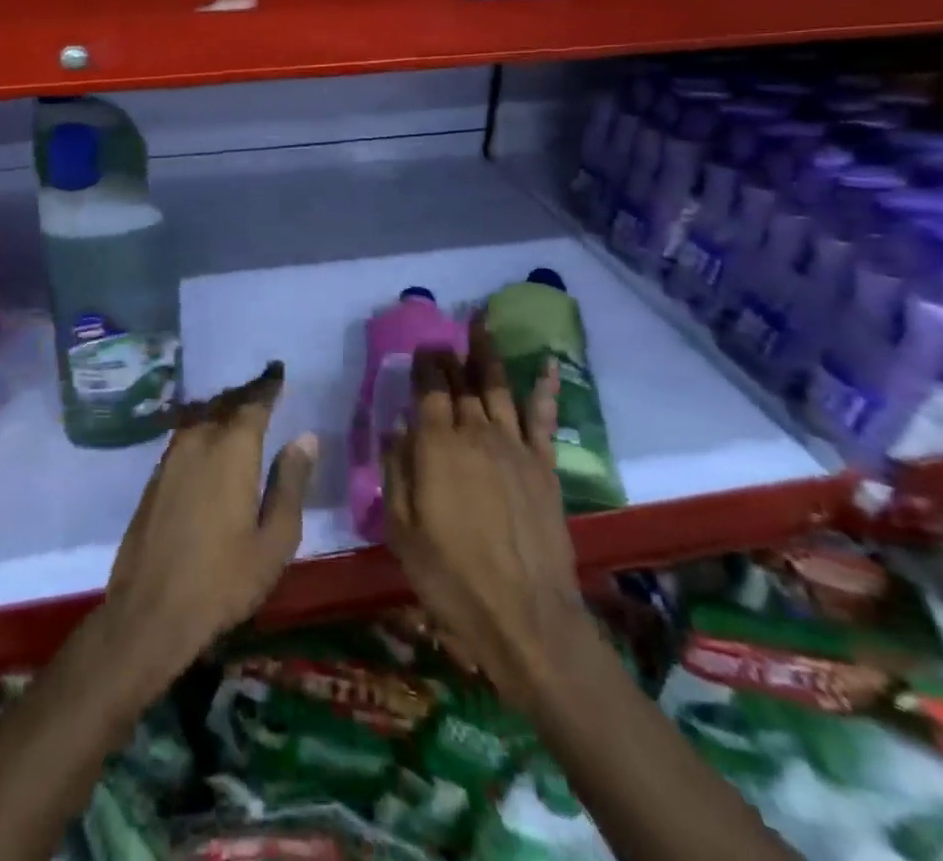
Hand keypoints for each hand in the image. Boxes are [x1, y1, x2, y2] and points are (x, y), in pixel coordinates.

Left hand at [101, 365, 316, 688]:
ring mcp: (171, 457)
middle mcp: (199, 441)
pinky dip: (203, 427)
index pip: (253, 403)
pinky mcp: (156, 476)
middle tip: (264, 387)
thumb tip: (306, 437)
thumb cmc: (223, 580)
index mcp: (232, 450)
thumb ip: (291, 484)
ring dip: (222, 408)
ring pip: (202, 417)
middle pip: (225, 404)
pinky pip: (185, 435)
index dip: (268, 386)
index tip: (278, 371)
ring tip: (240, 409)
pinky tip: (210, 441)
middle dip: (245, 394)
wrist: (150, 611)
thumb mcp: (273, 540)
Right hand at [382, 314, 587, 706]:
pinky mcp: (544, 467)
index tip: (422, 346)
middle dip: (452, 354)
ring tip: (483, 325)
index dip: (425, 363)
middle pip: (462, 382)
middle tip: (446, 334)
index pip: (429, 388)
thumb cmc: (450, 576)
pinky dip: (544, 388)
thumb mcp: (401, 529)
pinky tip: (547, 365)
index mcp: (436, 445)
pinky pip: (543, 418)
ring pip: (499, 388)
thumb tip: (395, 429)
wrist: (526, 618)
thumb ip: (396, 472)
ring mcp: (514, 447)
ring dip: (489, 354)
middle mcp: (475, 433)